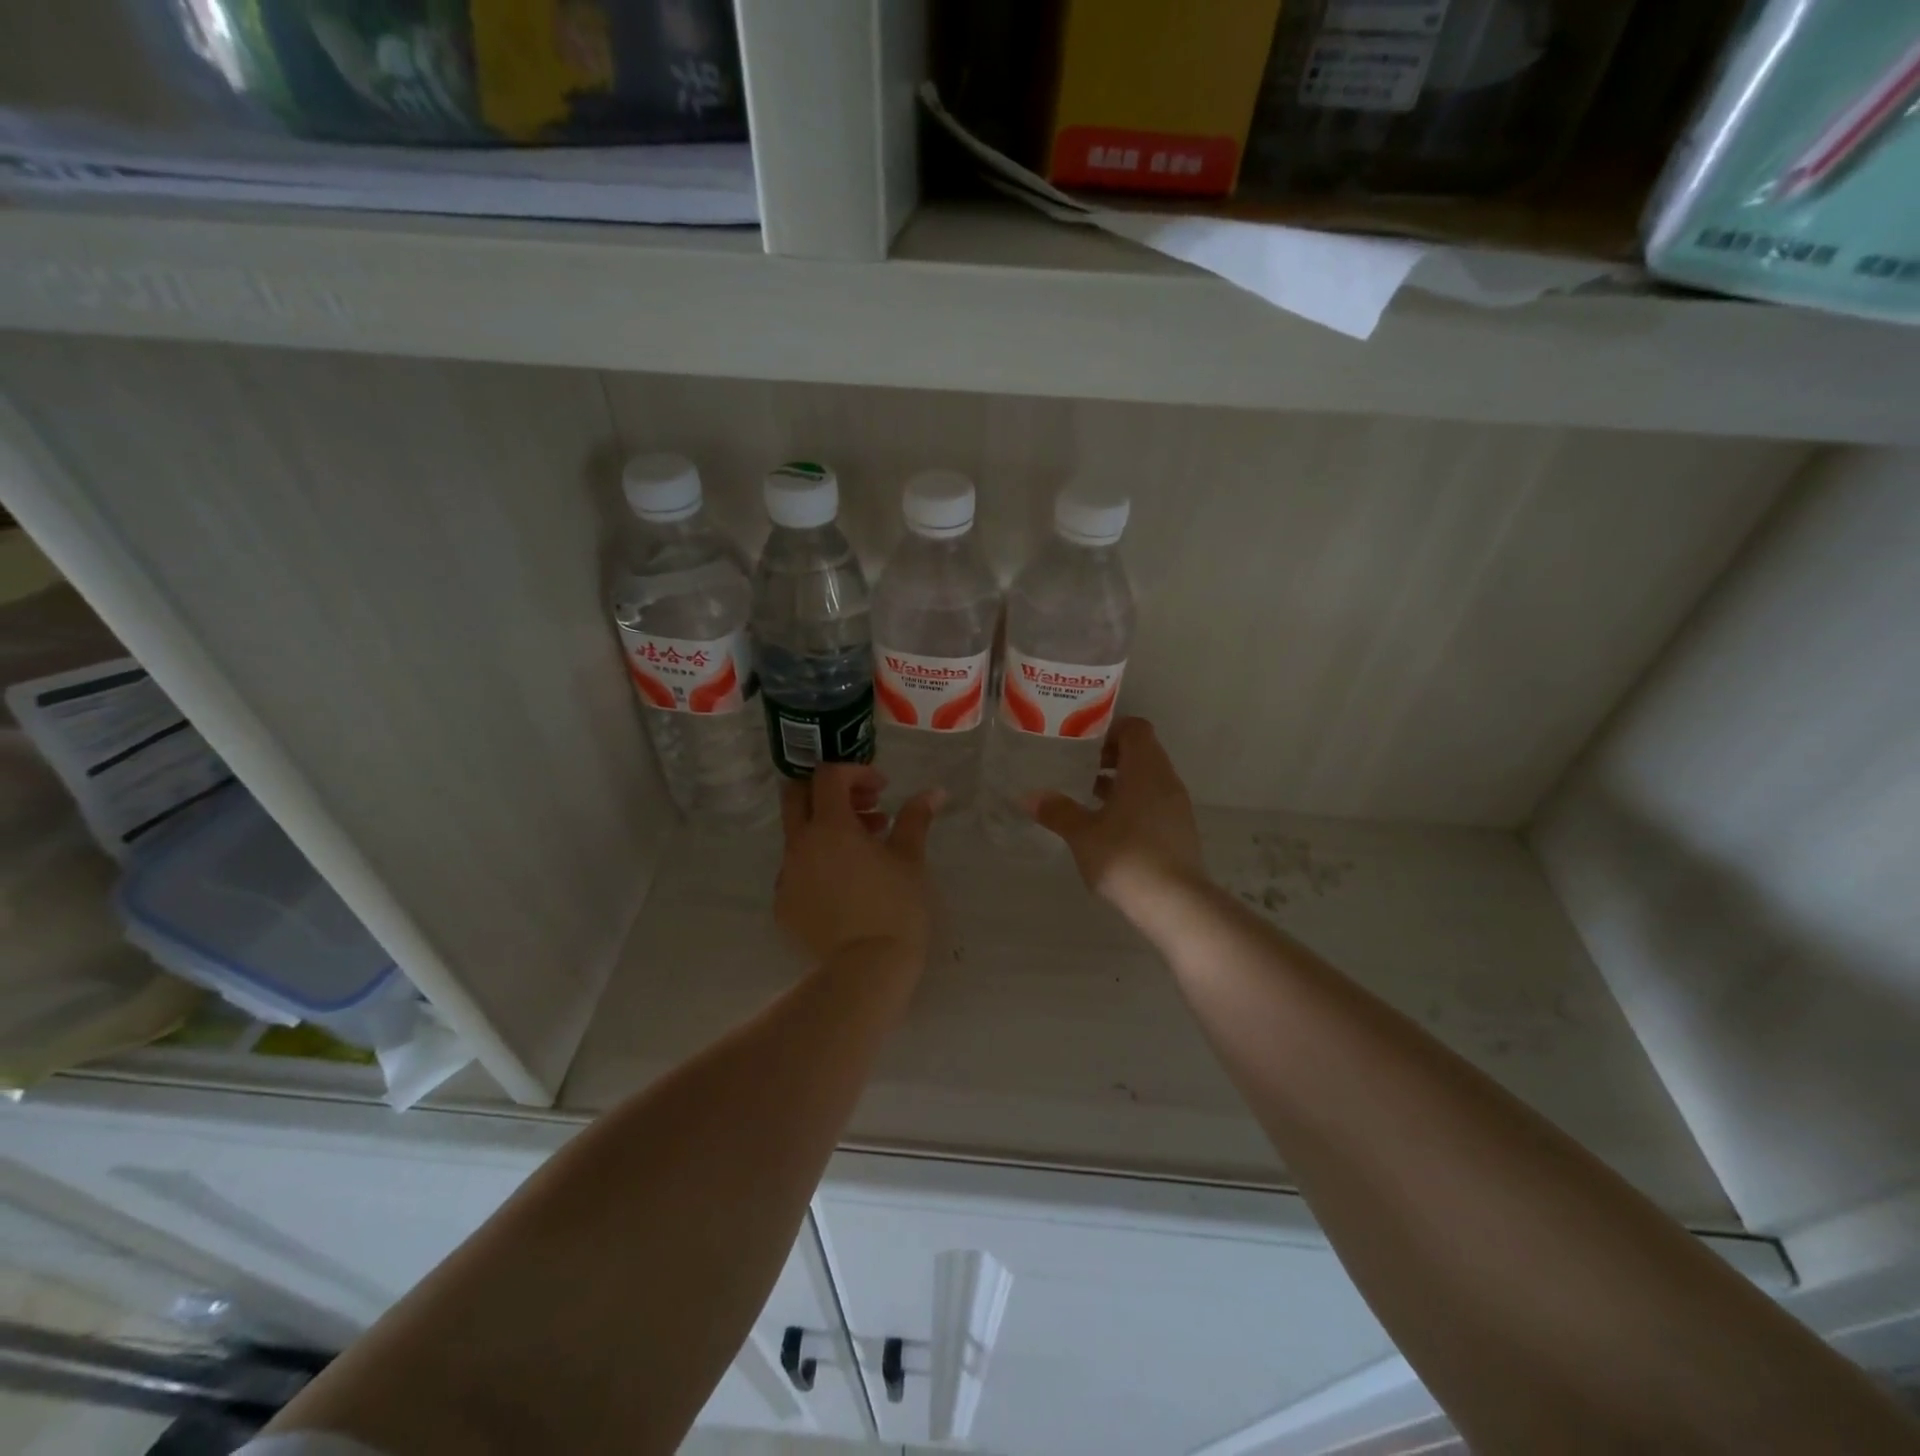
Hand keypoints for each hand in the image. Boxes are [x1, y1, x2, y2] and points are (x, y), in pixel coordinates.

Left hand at [776, 764, 940, 964]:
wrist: (867, 970)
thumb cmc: (895, 907)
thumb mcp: (910, 858)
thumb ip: (916, 818)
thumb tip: (934, 792)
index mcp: (829, 826)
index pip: (828, 776)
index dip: (855, 772)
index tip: (882, 788)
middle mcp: (799, 844)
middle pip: (798, 796)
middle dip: (830, 792)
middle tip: (865, 807)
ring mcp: (786, 876)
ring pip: (797, 834)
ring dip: (827, 829)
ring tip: (866, 849)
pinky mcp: (783, 905)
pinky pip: (796, 869)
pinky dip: (818, 862)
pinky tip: (846, 884)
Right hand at [1026, 717, 1205, 909]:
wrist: (1174, 903)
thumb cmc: (1125, 856)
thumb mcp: (1082, 833)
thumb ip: (1057, 811)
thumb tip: (1029, 796)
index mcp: (1145, 769)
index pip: (1135, 728)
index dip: (1110, 730)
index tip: (1083, 746)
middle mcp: (1166, 780)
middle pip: (1142, 752)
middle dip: (1112, 757)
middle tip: (1081, 770)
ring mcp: (1177, 806)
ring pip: (1149, 778)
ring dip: (1122, 781)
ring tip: (1090, 798)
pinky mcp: (1180, 830)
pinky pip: (1155, 801)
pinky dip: (1134, 803)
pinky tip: (1110, 827)